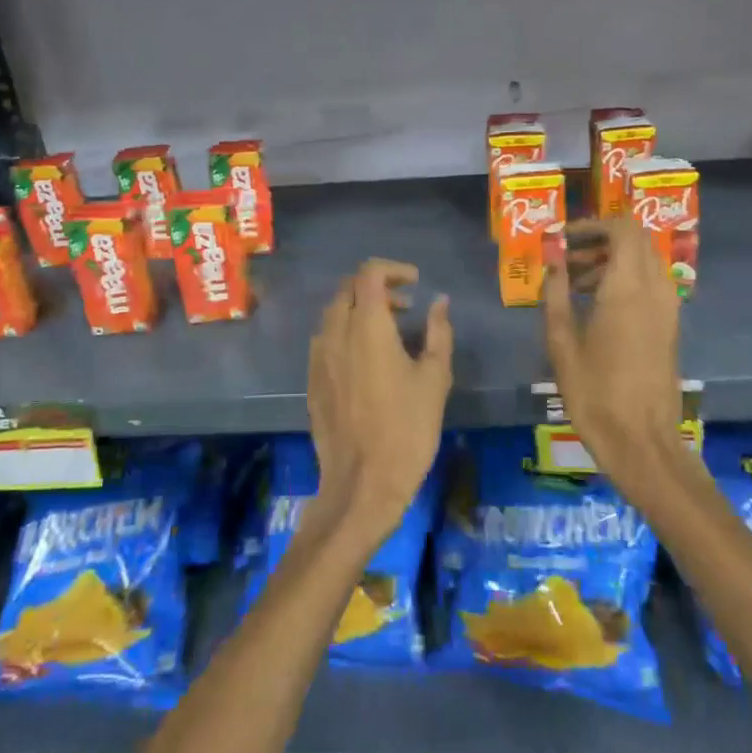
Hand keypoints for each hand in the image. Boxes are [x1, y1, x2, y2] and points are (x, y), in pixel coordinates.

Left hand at [306, 259, 452, 546]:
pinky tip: (367, 360)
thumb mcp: (435, 378)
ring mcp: (319, 357)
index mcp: (367, 325)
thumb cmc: (407, 428)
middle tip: (406, 307)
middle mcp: (336, 332)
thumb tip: (439, 302)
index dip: (393, 269)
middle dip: (377, 288)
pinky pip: (326, 340)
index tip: (416, 284)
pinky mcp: (312, 380)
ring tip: (390, 332)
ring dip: (360, 310)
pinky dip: (346, 333)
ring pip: (334, 314)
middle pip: (348, 289)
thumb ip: (438, 332)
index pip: (369, 273)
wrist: (362, 483)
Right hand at [544, 218, 685, 497]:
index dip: (593, 224)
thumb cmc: (595, 394)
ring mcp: (668, 308)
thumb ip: (556, 295)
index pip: (623, 228)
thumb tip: (552, 263)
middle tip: (566, 259)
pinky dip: (625, 280)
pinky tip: (596, 307)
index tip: (564, 238)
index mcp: (628, 288)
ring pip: (644, 262)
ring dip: (612, 261)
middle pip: (636, 241)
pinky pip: (650, 284)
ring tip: (574, 284)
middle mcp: (655, 289)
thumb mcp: (562, 344)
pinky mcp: (670, 327)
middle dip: (600, 240)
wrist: (642, 441)